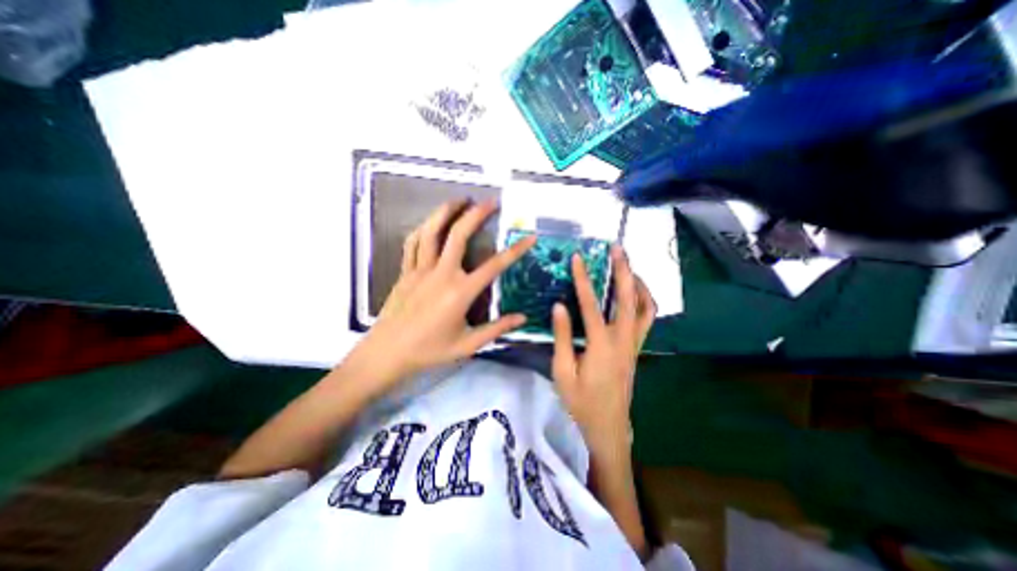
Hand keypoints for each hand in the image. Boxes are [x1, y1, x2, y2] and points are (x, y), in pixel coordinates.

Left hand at [349, 201, 533, 401]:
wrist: (387, 353)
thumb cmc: (429, 351)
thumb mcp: (467, 344)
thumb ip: (496, 329)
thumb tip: (522, 318)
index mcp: (460, 292)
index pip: (494, 266)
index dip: (515, 250)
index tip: (530, 237)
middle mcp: (441, 274)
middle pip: (459, 235)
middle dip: (477, 214)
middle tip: (491, 201)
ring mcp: (420, 270)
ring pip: (432, 231)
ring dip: (447, 211)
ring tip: (460, 199)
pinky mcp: (405, 271)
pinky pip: (413, 243)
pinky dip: (424, 228)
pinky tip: (431, 222)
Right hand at [553, 244, 655, 454]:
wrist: (608, 428)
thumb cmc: (581, 403)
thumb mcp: (562, 372)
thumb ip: (562, 337)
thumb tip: (559, 306)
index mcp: (601, 345)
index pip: (591, 304)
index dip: (583, 279)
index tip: (578, 258)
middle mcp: (623, 340)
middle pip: (629, 298)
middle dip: (624, 270)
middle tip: (617, 249)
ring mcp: (634, 344)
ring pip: (646, 307)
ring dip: (638, 284)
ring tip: (628, 267)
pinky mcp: (637, 349)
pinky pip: (647, 319)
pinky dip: (644, 301)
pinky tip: (633, 294)